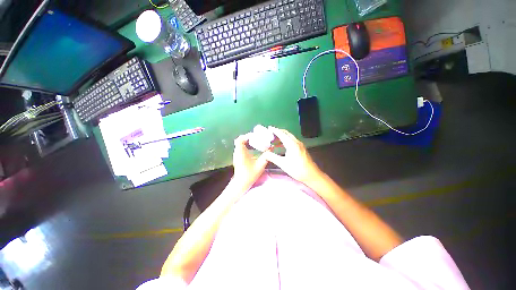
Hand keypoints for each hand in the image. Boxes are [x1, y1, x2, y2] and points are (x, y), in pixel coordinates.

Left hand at [232, 133, 268, 186]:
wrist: (241, 183)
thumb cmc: (250, 174)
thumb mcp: (260, 165)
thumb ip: (266, 156)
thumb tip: (271, 149)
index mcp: (241, 152)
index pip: (240, 139)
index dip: (247, 136)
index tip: (255, 136)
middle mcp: (237, 152)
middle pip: (240, 140)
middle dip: (248, 138)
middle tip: (257, 138)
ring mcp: (236, 155)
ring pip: (240, 144)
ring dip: (247, 141)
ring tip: (256, 142)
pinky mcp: (237, 157)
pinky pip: (240, 148)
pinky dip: (246, 146)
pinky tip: (253, 149)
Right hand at [263, 127, 321, 183]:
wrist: (312, 175)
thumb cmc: (297, 169)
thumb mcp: (283, 164)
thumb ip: (273, 157)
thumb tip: (265, 153)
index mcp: (292, 144)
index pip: (282, 134)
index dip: (275, 130)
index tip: (269, 128)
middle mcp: (296, 142)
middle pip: (286, 133)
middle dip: (278, 132)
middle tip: (270, 134)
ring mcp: (300, 145)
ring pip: (289, 137)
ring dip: (282, 136)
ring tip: (274, 140)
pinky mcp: (301, 148)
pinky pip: (292, 140)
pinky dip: (285, 140)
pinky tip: (281, 146)